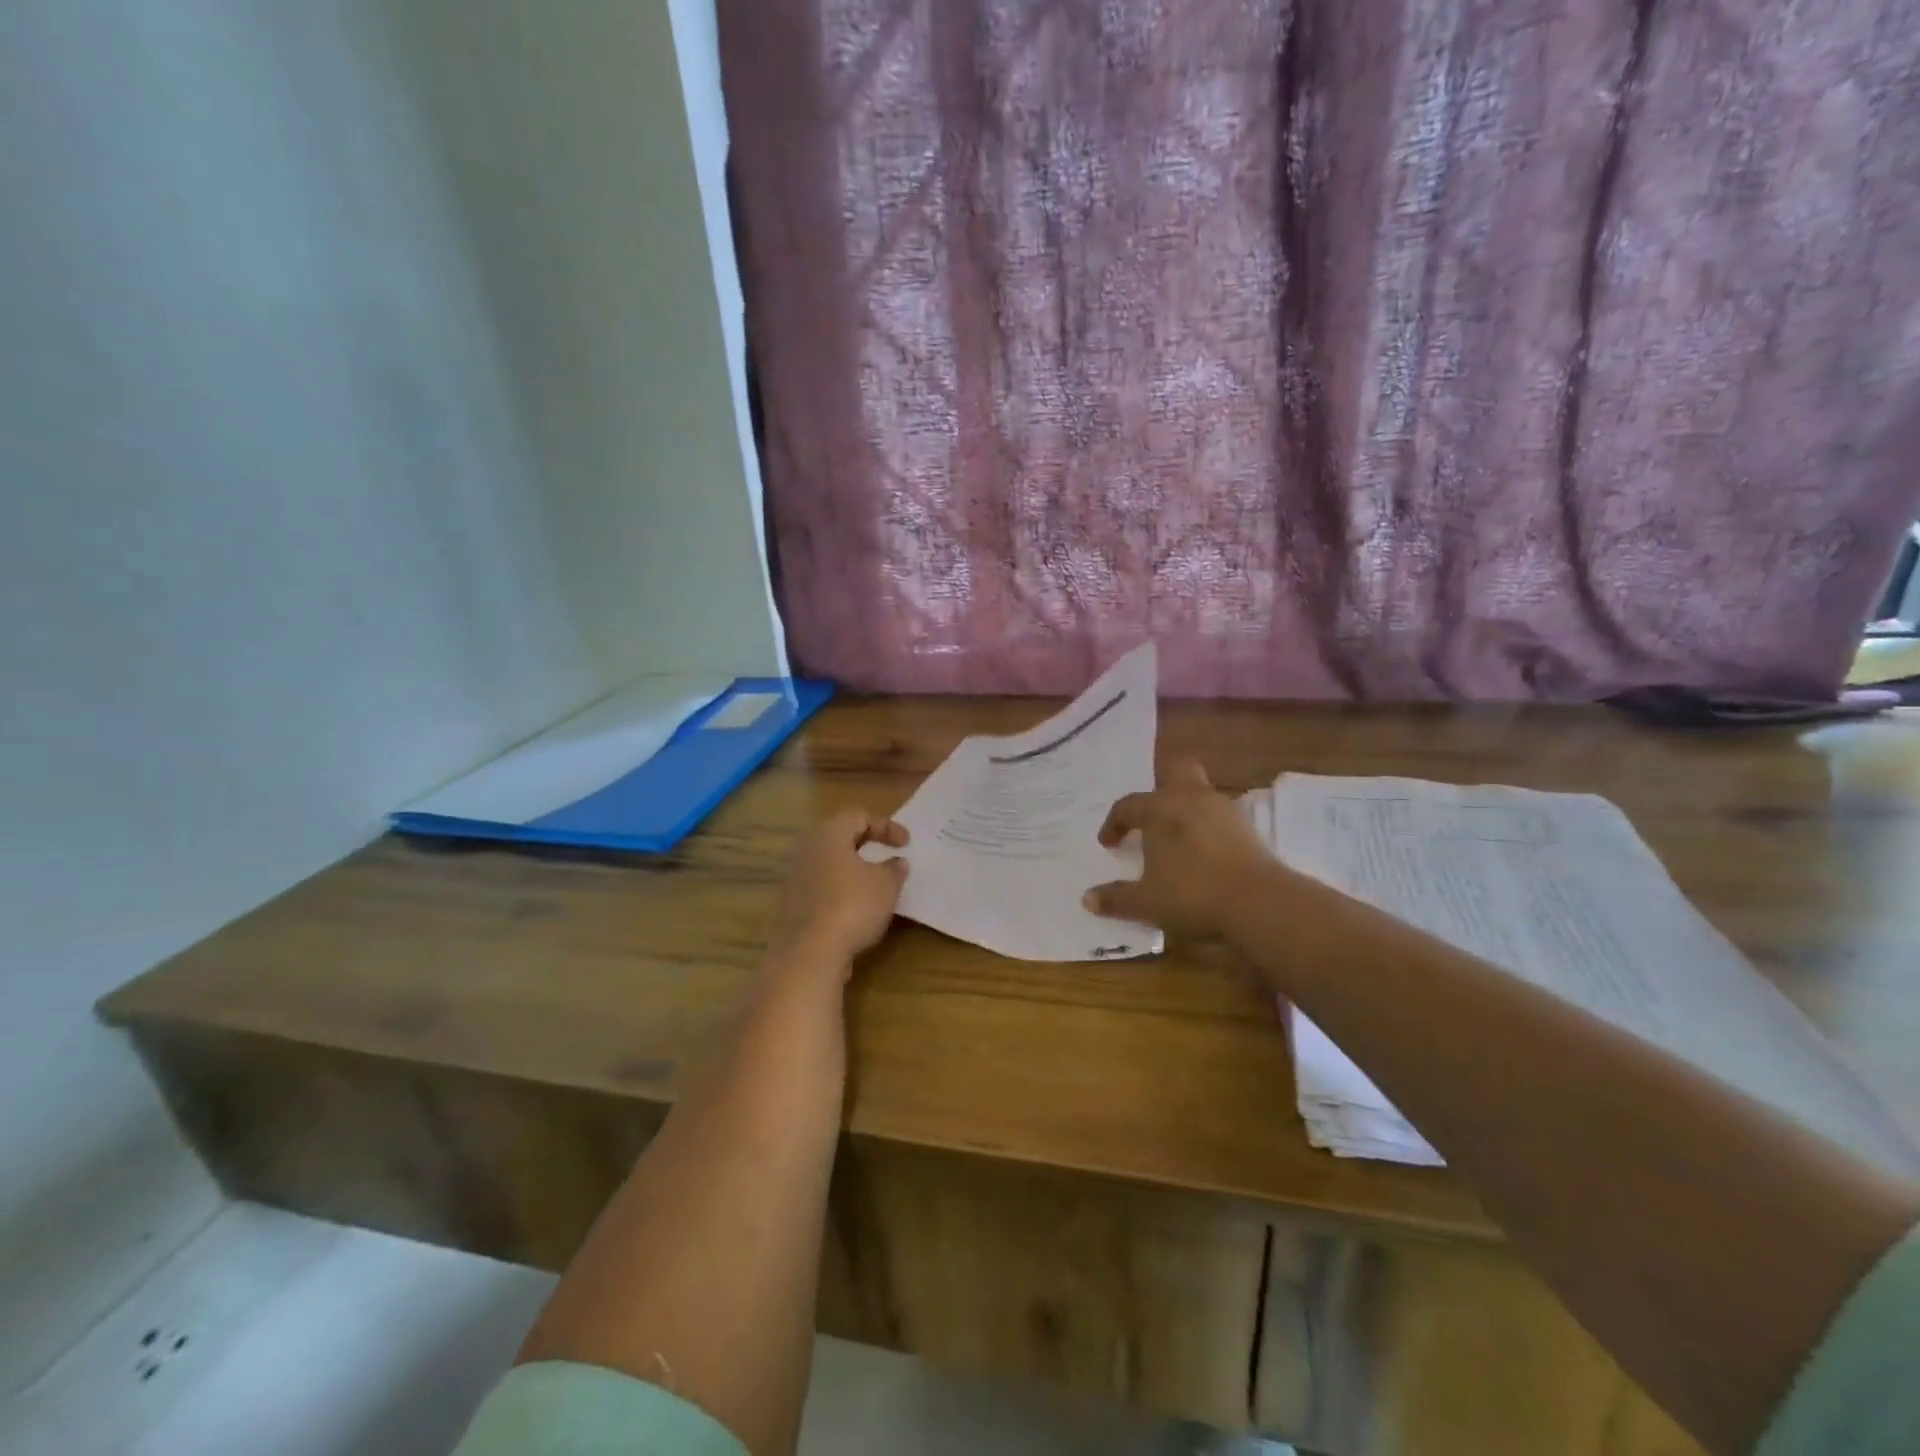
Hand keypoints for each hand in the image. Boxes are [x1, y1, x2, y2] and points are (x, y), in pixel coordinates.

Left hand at [769, 808, 909, 970]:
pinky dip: (841, 888)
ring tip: (874, 882)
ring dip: (853, 867)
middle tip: (887, 854)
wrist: (809, 952)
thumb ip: (894, 869)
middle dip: (866, 843)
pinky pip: (822, 884)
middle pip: (840, 835)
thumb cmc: (852, 905)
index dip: (886, 826)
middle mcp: (807, 848)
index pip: (859, 815)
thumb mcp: (886, 884)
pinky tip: (857, 906)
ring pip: (829, 861)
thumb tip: (896, 863)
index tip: (906, 844)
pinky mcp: (793, 903)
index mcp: (829, 834)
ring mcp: (795, 876)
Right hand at [1083, 760, 1274, 936]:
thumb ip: (1116, 898)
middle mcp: (1191, 798)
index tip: (1108, 843)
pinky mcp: (1248, 828)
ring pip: (1201, 794)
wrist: (1257, 902)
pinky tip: (1204, 854)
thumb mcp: (1146, 902)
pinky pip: (1220, 817)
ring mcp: (1224, 810)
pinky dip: (1208, 828)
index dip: (1114, 823)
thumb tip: (1088, 899)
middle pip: (1177, 772)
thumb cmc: (1191, 893)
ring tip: (1176, 841)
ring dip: (1186, 810)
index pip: (1128, 806)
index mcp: (1160, 808)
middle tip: (1152, 816)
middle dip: (1162, 787)